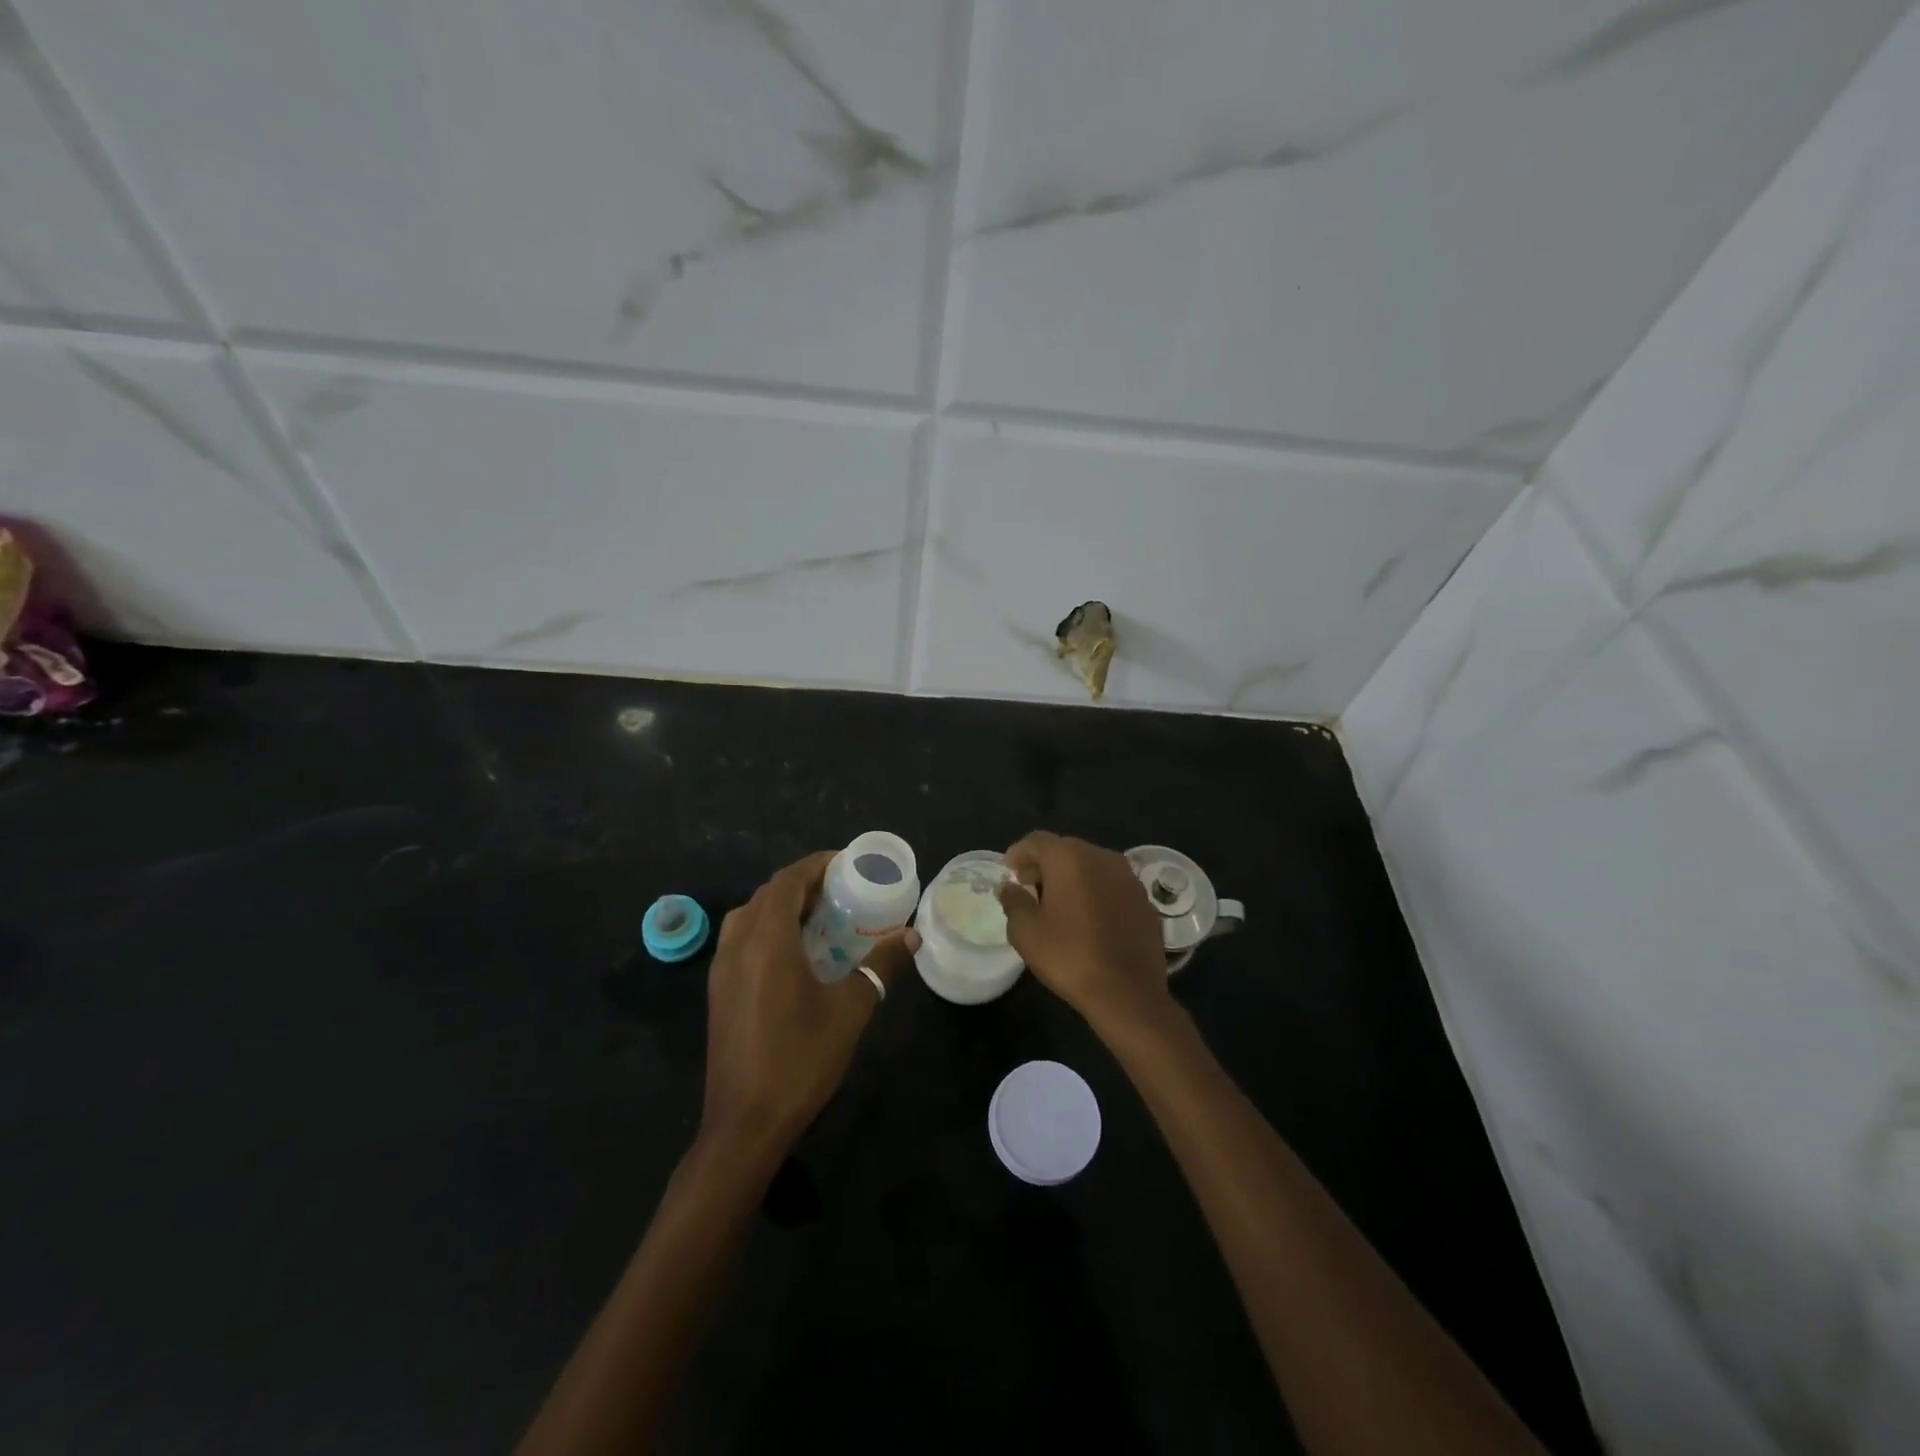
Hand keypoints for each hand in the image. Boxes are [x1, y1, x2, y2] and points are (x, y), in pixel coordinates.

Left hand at [700, 851, 918, 1164]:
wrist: (745, 1124)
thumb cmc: (800, 1060)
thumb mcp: (850, 1010)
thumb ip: (880, 966)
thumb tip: (911, 936)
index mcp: (767, 942)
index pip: (787, 882)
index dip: (815, 865)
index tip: (846, 864)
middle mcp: (737, 946)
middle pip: (767, 894)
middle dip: (802, 883)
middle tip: (840, 890)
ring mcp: (721, 970)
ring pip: (749, 916)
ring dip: (782, 905)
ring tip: (819, 916)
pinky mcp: (718, 991)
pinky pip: (741, 939)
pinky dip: (767, 928)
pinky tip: (794, 952)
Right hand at [997, 831, 1171, 1037]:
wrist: (1128, 992)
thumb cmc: (1069, 956)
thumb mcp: (1026, 931)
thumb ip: (1014, 901)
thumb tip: (1010, 887)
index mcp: (1070, 858)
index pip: (1037, 841)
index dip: (1018, 853)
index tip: (1008, 872)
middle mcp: (1102, 857)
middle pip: (1066, 849)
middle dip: (1045, 865)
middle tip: (1030, 887)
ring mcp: (1128, 877)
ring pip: (1092, 866)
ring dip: (1072, 877)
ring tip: (1058, 904)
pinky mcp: (1144, 900)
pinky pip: (1111, 885)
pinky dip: (1095, 892)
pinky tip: (1088, 918)